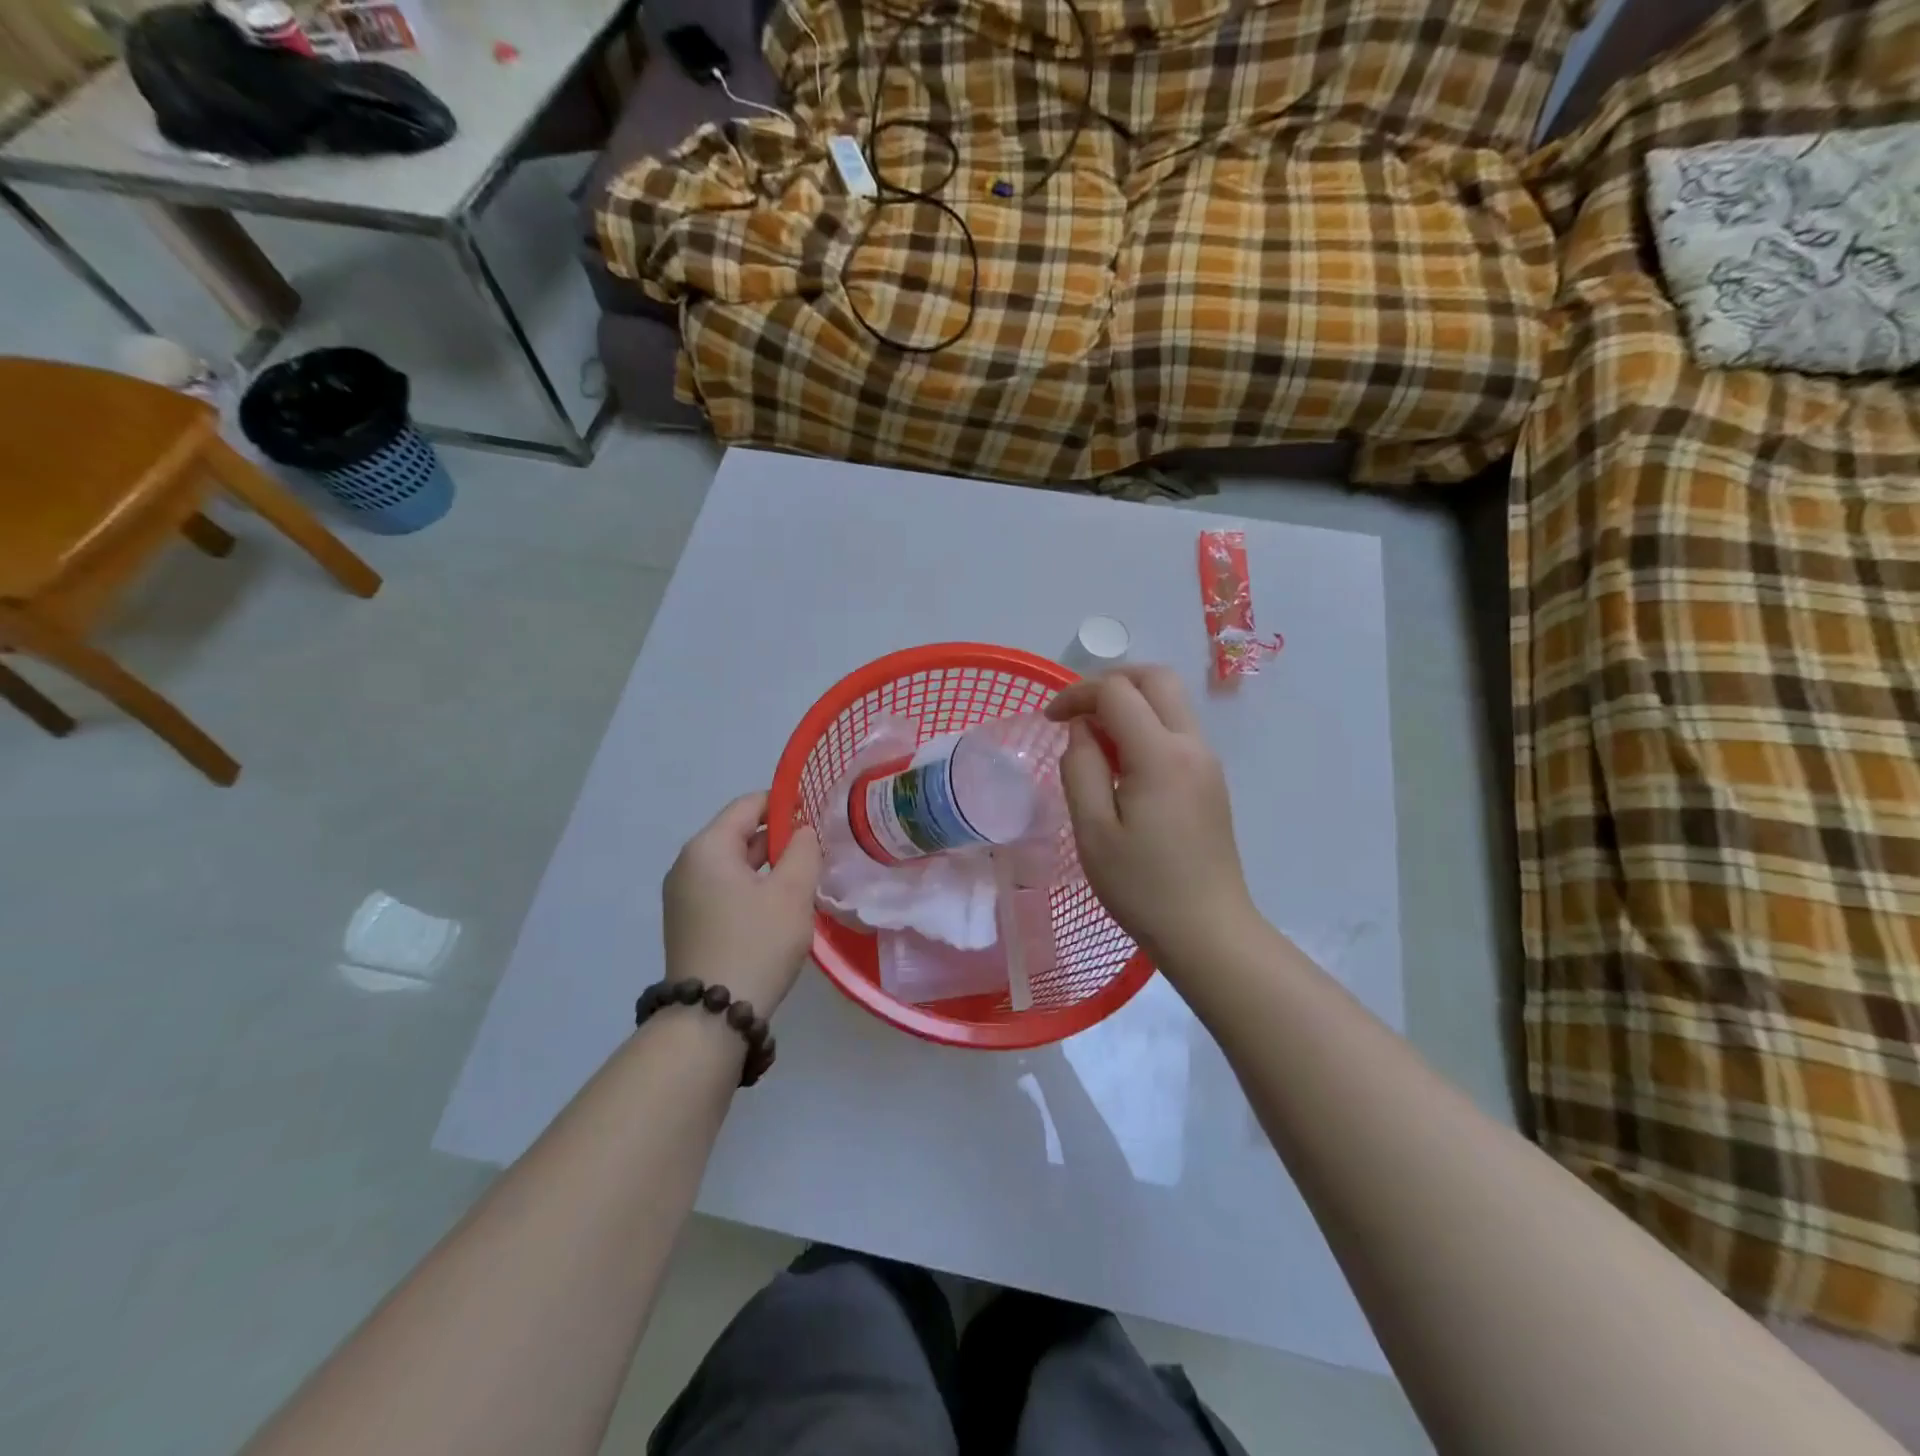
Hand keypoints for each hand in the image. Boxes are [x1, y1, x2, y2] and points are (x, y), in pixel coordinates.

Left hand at [662, 792, 821, 1014]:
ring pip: (734, 865)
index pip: (748, 805)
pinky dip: (752, 888)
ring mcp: (684, 897)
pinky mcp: (689, 923)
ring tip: (805, 879)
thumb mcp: (791, 892)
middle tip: (818, 850)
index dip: (784, 803)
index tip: (817, 812)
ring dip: (768, 866)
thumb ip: (803, 851)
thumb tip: (802, 832)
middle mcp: (687, 866)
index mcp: (707, 848)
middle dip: (779, 838)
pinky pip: (725, 890)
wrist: (712, 1018)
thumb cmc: (756, 943)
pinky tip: (779, 907)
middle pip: (738, 834)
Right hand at [1045, 667, 1256, 968]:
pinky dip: (1145, 727)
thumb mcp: (1093, 831)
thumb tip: (1082, 730)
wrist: (1208, 931)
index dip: (1077, 694)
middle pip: (1156, 678)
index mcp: (1161, 755)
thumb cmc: (1142, 887)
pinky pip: (1177, 731)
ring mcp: (1207, 762)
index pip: (1117, 691)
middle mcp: (1192, 746)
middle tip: (1076, 714)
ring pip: (1170, 702)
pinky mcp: (1211, 780)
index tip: (1049, 720)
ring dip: (1129, 704)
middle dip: (1110, 682)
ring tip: (1094, 744)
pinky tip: (1122, 767)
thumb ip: (1081, 768)